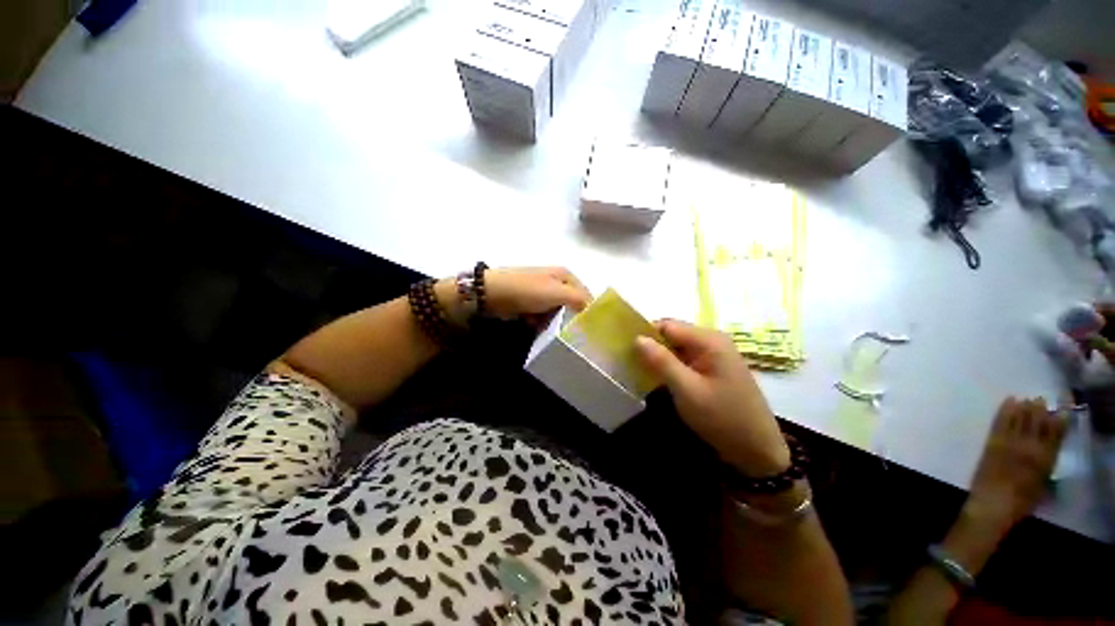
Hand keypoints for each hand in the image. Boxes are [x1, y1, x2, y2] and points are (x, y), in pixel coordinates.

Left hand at [436, 267, 590, 325]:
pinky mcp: (531, 303)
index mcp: (565, 275)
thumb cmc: (528, 290)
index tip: (590, 329)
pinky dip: (542, 323)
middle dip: (570, 319)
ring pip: (557, 312)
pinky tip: (538, 328)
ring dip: (555, 323)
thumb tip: (594, 309)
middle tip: (572, 335)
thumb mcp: (557, 293)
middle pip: (571, 304)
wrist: (493, 293)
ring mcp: (542, 293)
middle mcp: (556, 282)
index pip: (586, 294)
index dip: (589, 310)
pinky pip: (543, 316)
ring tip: (553, 333)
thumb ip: (579, 300)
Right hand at [635, 319, 789, 475]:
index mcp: (709, 340)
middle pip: (672, 334)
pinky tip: (658, 378)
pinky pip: (685, 359)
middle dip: (651, 346)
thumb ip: (661, 362)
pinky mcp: (713, 368)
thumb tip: (637, 338)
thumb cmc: (723, 418)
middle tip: (629, 361)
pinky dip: (670, 366)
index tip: (625, 348)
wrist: (758, 451)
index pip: (667, 325)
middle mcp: (712, 341)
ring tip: (639, 369)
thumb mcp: (687, 390)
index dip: (645, 333)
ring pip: (677, 347)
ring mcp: (714, 354)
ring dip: (659, 357)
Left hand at [964, 397, 1066, 535]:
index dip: (1058, 422)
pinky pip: (1000, 422)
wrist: (992, 506)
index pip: (1055, 436)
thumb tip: (1045, 454)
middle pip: (1037, 424)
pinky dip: (1005, 411)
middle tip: (1041, 399)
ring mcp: (1010, 445)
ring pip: (1020, 420)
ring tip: (1027, 399)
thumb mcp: (1041, 486)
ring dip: (1024, 408)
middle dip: (1040, 411)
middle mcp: (1030, 449)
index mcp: (1045, 461)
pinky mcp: (993, 443)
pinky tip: (1009, 401)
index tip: (1061, 411)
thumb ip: (1044, 468)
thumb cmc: (1019, 503)